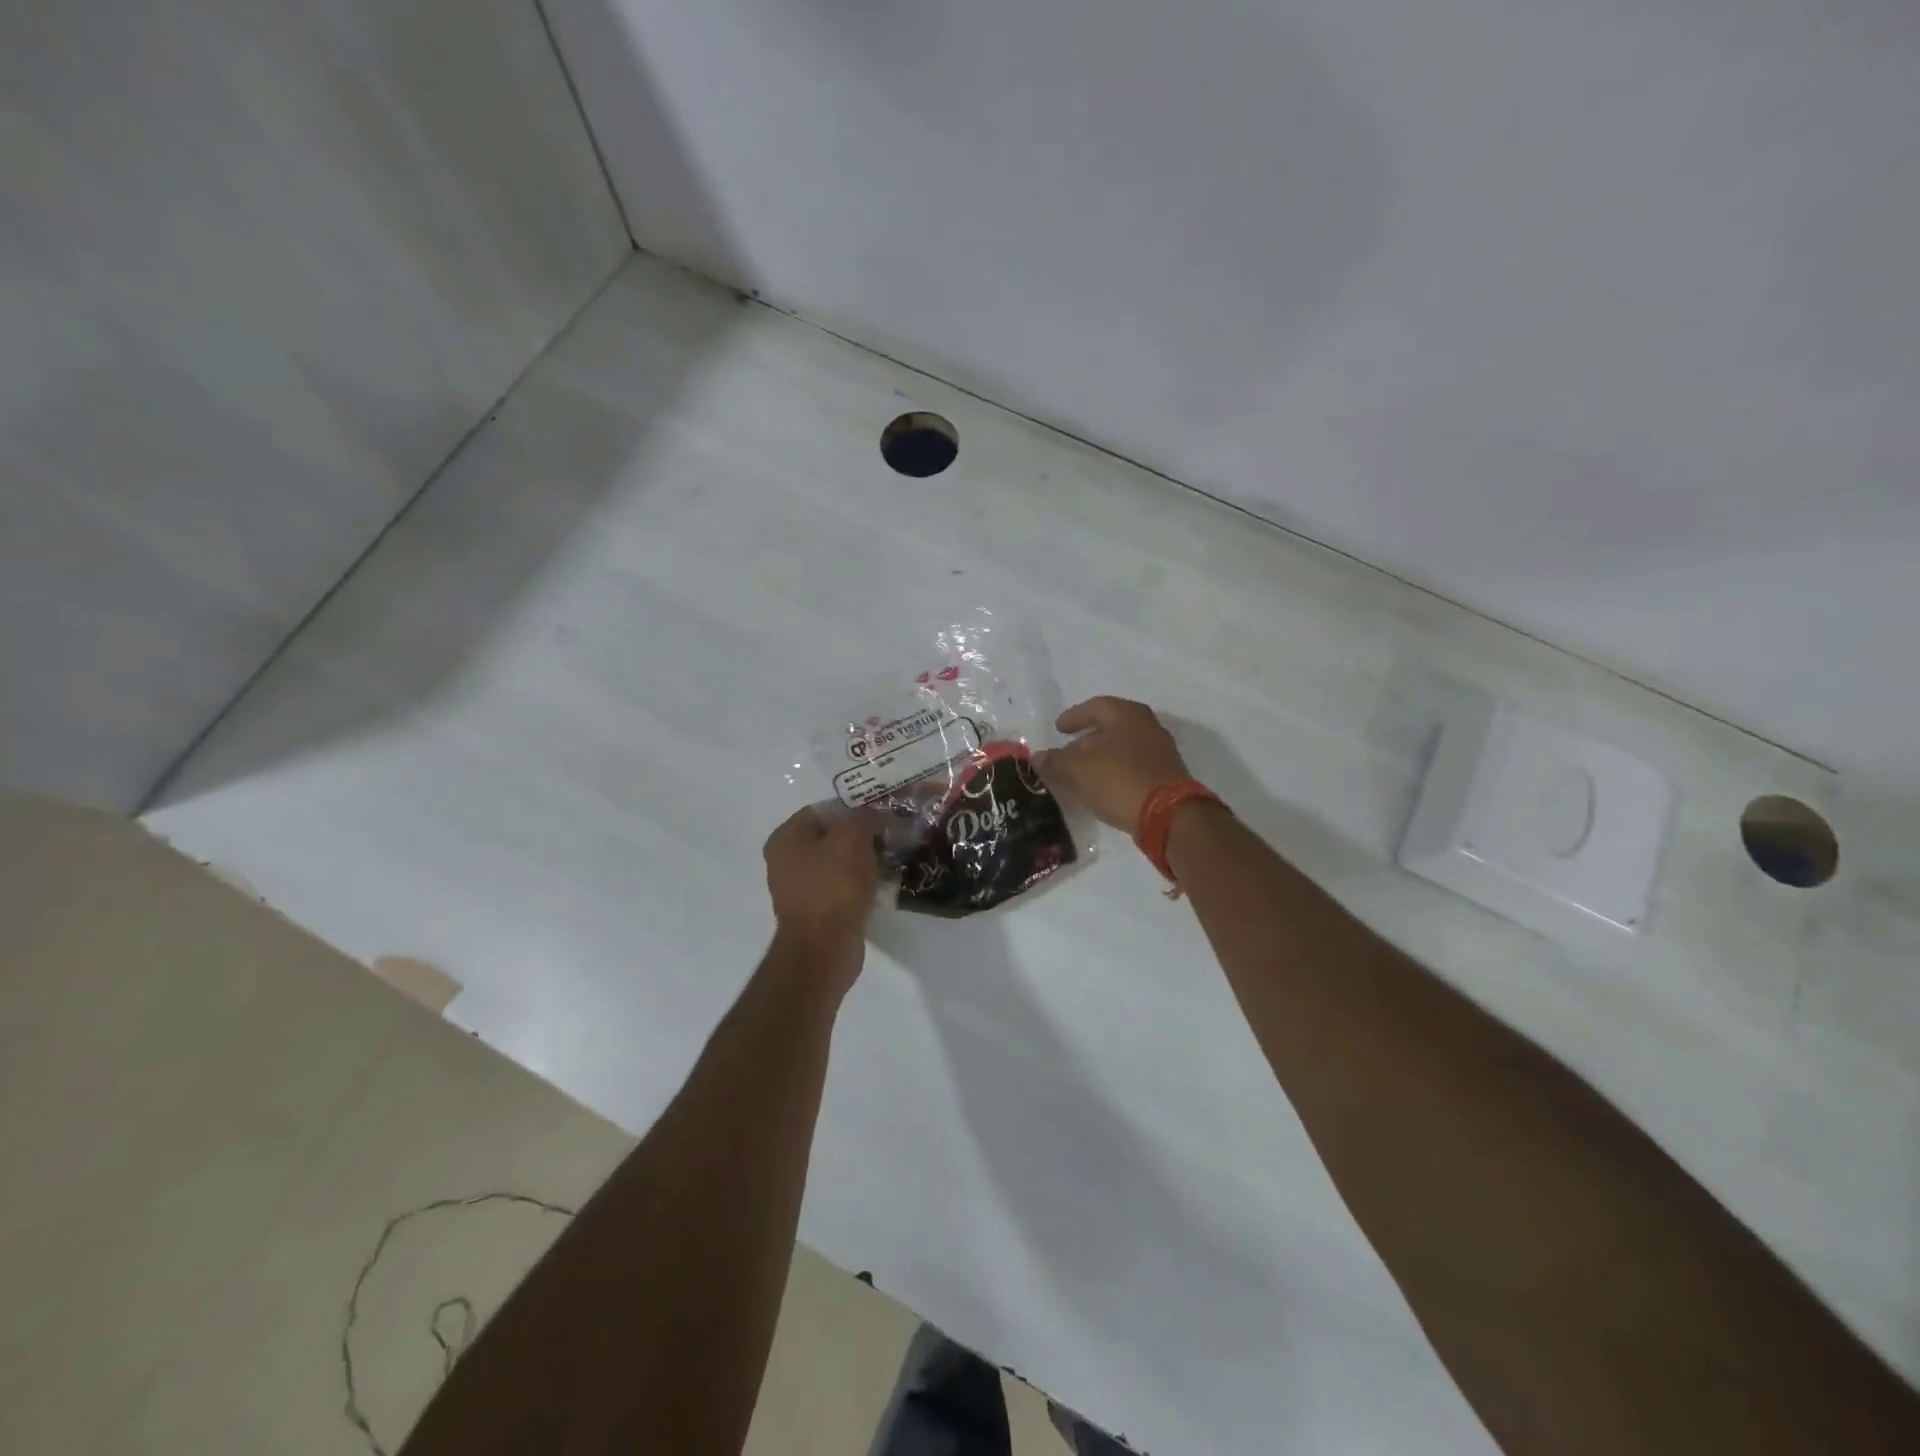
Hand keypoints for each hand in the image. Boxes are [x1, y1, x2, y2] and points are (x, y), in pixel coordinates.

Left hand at [763, 805, 884, 969]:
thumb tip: (874, 814)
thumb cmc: (834, 886)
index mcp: (786, 837)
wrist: (824, 948)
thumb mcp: (853, 838)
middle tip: (889, 837)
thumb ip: (864, 817)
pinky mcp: (816, 911)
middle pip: (831, 836)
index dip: (854, 809)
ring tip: (889, 861)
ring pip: (838, 863)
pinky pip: (841, 888)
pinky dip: (860, 885)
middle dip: (861, 836)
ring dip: (863, 861)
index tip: (882, 815)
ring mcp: (799, 888)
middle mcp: (786, 860)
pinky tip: (881, 886)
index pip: (823, 809)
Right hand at [1035, 696, 1190, 830]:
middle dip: (1088, 738)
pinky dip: (1115, 771)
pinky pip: (1133, 766)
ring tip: (1083, 771)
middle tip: (1068, 749)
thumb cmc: (1117, 779)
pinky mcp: (1167, 775)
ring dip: (1102, 756)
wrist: (1167, 815)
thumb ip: (1054, 761)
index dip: (1073, 717)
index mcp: (1126, 714)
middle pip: (1111, 726)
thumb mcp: (1076, 770)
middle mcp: (1147, 726)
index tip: (1058, 728)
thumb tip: (1037, 757)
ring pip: (1123, 747)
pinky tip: (1103, 785)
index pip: (1094, 707)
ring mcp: (1161, 751)